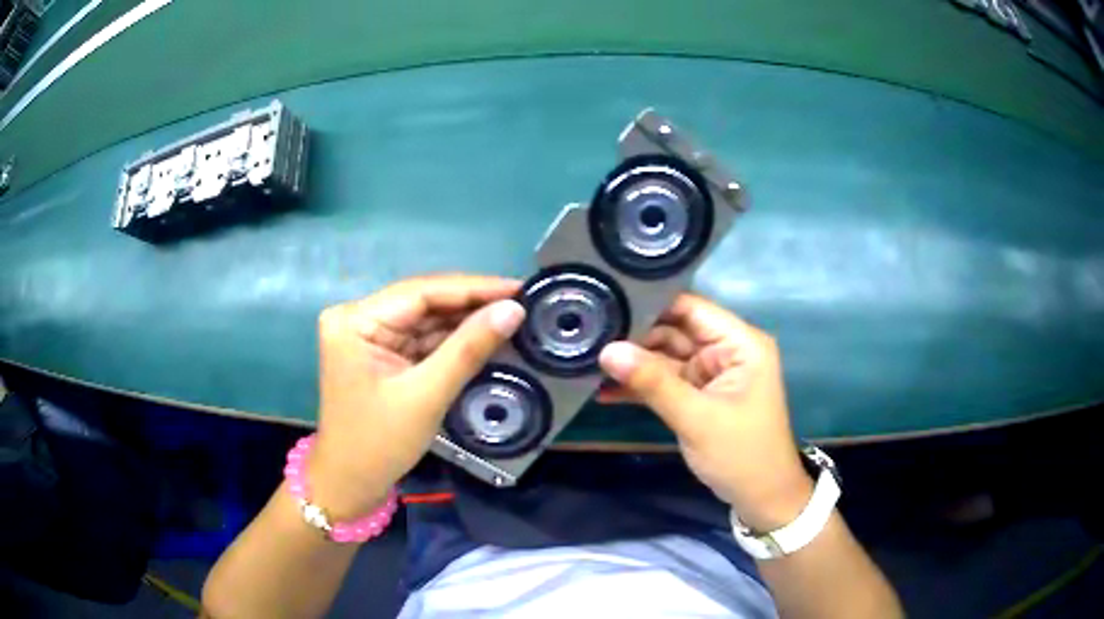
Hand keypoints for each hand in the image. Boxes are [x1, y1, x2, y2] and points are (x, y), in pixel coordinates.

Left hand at [310, 274, 524, 518]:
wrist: (350, 485)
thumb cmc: (380, 444)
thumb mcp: (427, 396)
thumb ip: (469, 348)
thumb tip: (514, 309)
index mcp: (356, 320)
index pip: (421, 292)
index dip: (474, 288)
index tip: (519, 287)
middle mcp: (359, 318)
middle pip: (424, 303)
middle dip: (472, 304)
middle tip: (523, 301)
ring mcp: (368, 336)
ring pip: (426, 321)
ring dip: (465, 323)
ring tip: (513, 316)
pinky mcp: (380, 354)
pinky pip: (421, 340)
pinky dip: (452, 342)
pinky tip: (485, 336)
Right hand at [599, 293, 811, 530]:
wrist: (762, 498)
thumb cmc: (741, 454)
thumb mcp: (697, 418)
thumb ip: (653, 383)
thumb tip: (607, 350)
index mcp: (740, 342)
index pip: (691, 308)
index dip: (652, 303)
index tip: (607, 304)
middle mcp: (726, 350)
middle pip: (675, 331)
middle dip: (635, 337)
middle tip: (587, 335)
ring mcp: (711, 373)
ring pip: (666, 357)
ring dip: (633, 364)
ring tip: (587, 360)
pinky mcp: (699, 395)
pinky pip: (666, 382)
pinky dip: (642, 387)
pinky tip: (605, 390)